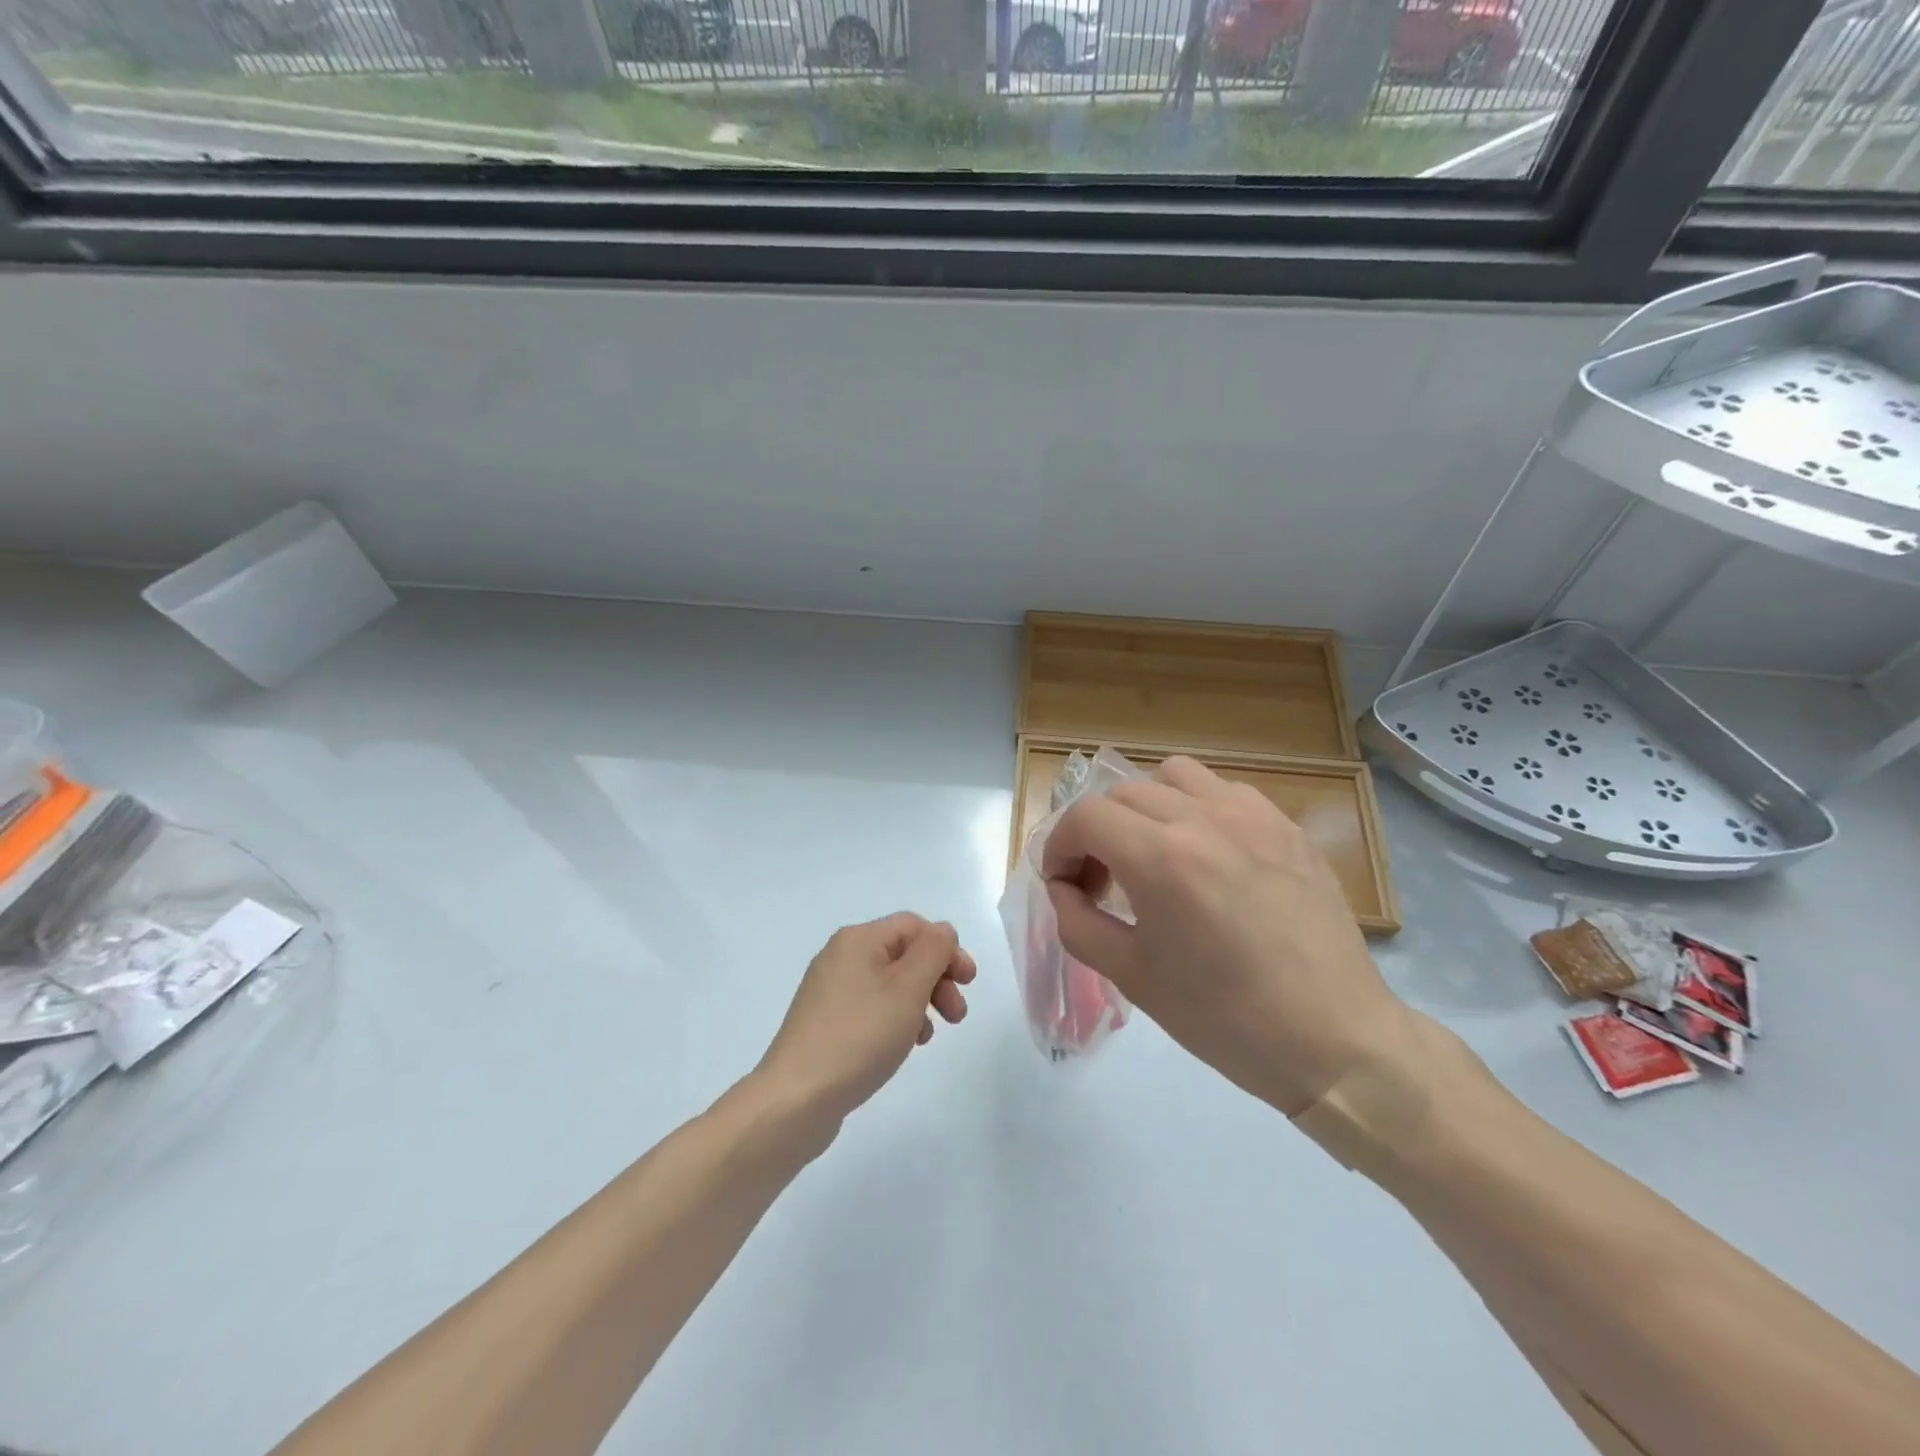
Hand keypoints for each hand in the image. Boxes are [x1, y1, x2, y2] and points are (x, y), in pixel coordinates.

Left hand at [754, 913, 975, 1128]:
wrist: (796, 1098)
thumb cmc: (860, 1036)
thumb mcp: (908, 988)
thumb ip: (933, 952)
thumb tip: (942, 932)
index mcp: (858, 939)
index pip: (913, 926)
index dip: (946, 948)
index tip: (969, 982)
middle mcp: (840, 956)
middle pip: (902, 954)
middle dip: (936, 979)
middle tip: (957, 1015)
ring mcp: (829, 991)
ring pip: (889, 983)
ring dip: (919, 1002)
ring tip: (928, 1037)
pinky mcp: (824, 1022)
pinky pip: (871, 1007)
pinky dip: (895, 1019)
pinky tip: (902, 1046)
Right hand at [1042, 756, 1406, 1116]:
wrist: (1332, 1038)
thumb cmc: (1224, 1018)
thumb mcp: (1132, 976)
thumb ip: (1077, 922)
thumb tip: (1062, 888)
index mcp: (1161, 859)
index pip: (1085, 817)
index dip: (1059, 846)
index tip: (1063, 882)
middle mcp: (1203, 819)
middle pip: (1122, 793)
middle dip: (1096, 832)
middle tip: (1102, 880)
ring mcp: (1251, 815)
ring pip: (1172, 776)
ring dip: (1146, 807)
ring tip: (1154, 853)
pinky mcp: (1285, 825)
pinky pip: (1224, 791)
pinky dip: (1196, 808)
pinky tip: (1207, 855)